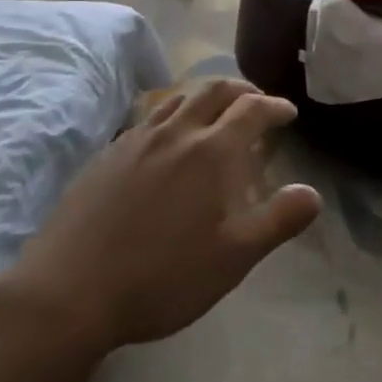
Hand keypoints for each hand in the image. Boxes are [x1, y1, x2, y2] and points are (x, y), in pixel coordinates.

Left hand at [0, 79, 321, 356]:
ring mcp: (136, 138)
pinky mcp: (108, 153)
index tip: (288, 112)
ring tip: (215, 113)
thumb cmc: (161, 277)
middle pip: (214, 90)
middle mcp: (176, 131)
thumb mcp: (232, 259)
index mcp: (211, 151)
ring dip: (206, 96)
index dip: (274, 106)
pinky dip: (172, 113)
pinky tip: (167, 139)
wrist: (68, 291)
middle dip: (242, 90)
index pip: (252, 110)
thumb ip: (277, 221)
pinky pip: (149, 116)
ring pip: (179, 97)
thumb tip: (313, 193)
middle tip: (256, 102)